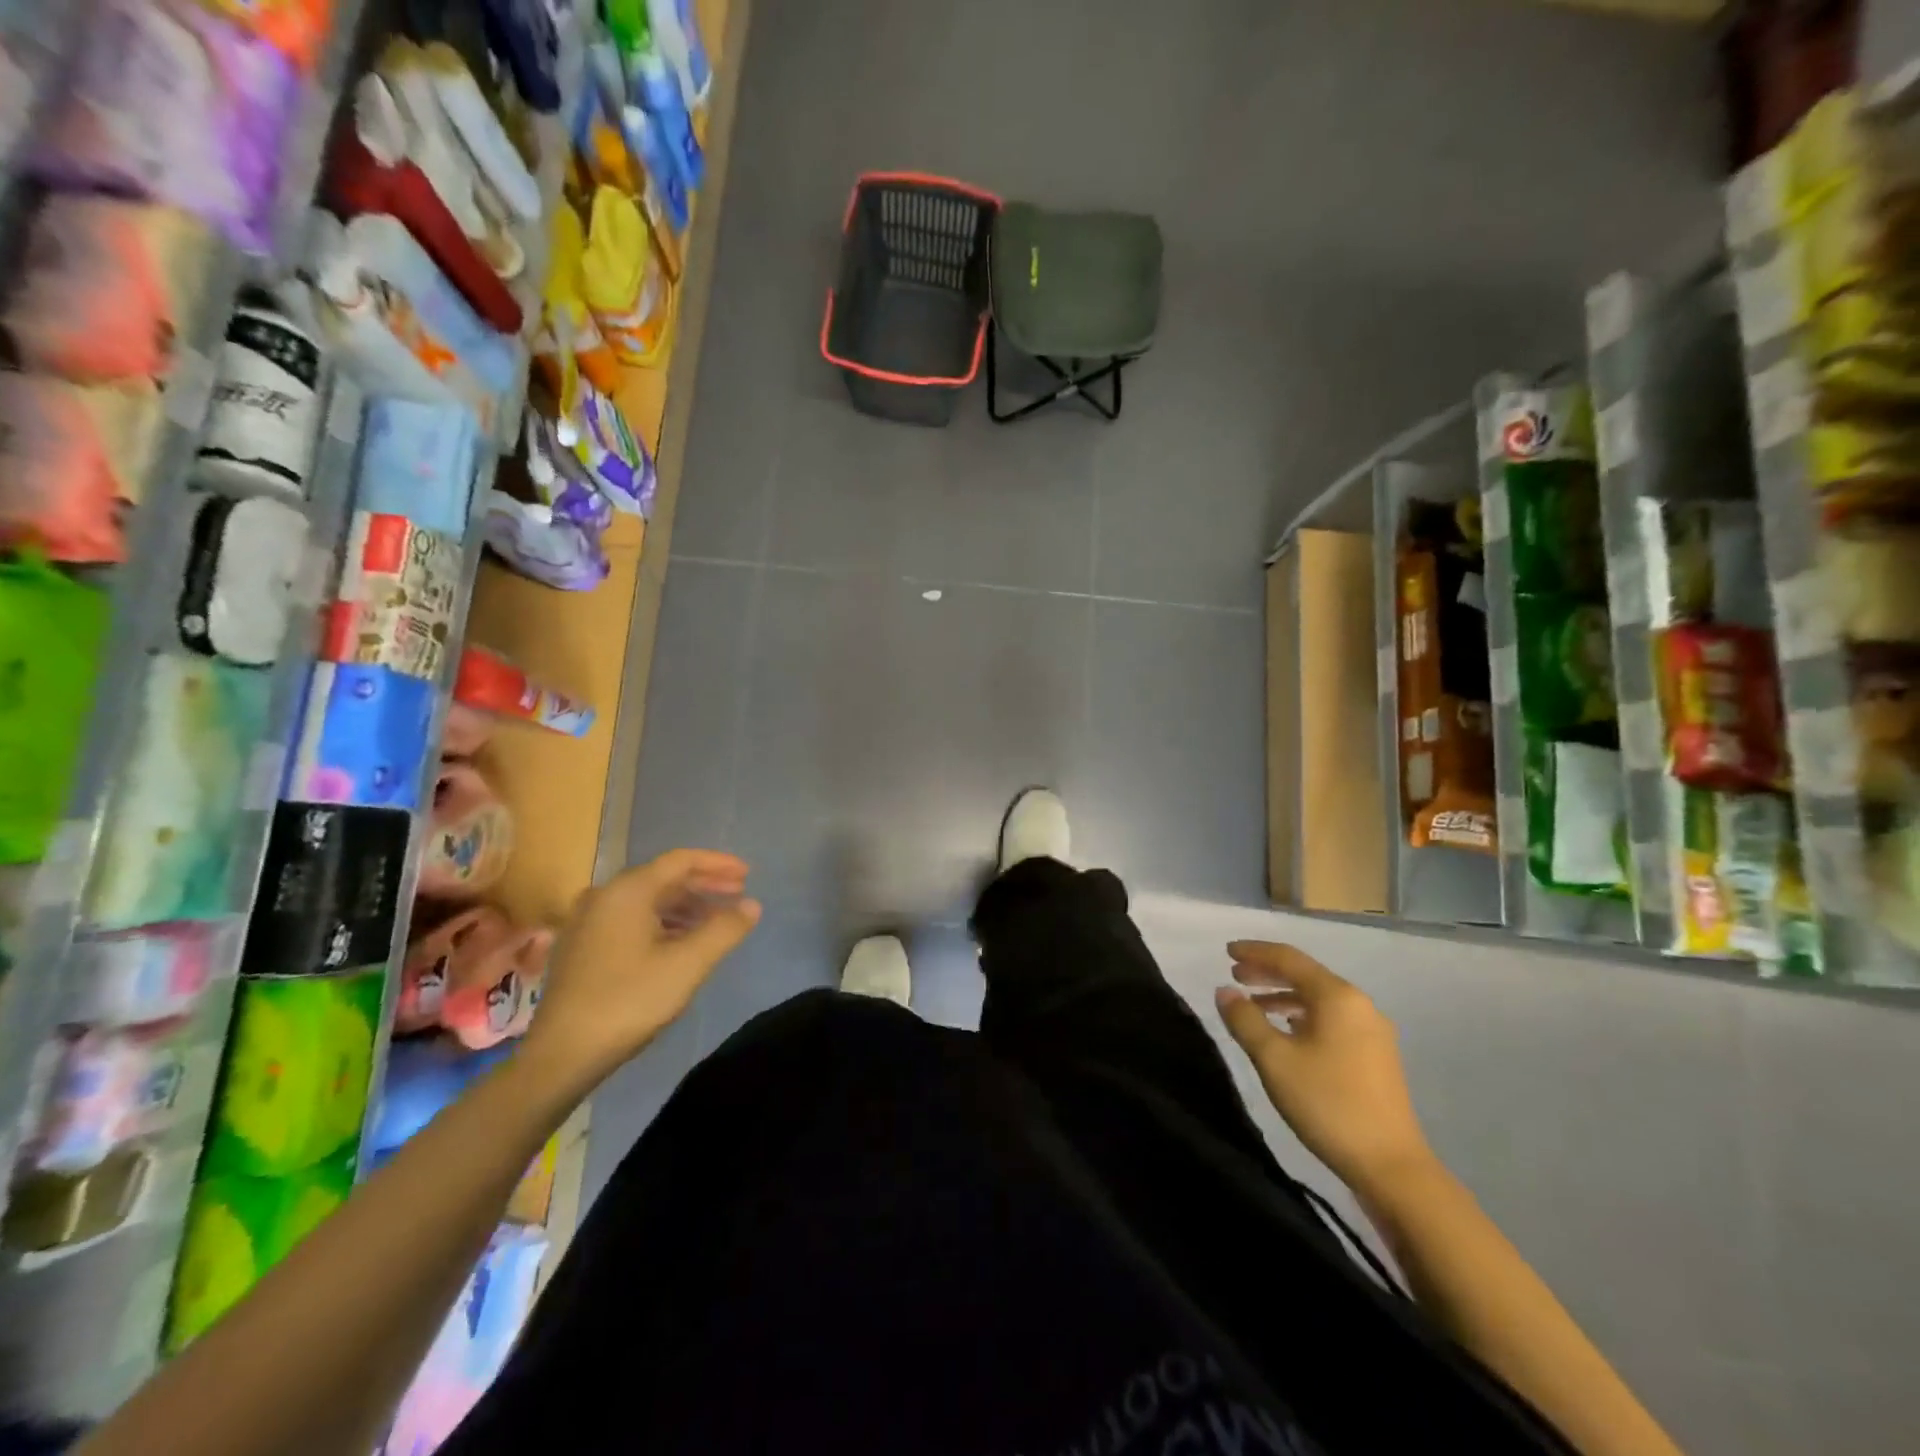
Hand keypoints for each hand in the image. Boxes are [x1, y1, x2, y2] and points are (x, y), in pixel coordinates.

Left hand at [521, 850, 761, 1092]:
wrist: (562, 1054)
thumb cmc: (629, 1000)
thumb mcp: (688, 964)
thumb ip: (724, 929)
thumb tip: (752, 905)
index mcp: (627, 890)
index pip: (681, 860)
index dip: (718, 864)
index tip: (748, 874)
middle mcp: (604, 895)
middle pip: (664, 878)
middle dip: (704, 885)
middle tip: (739, 895)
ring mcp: (588, 921)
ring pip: (648, 900)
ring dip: (686, 906)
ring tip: (716, 922)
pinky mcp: (582, 946)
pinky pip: (631, 919)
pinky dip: (663, 922)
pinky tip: (681, 942)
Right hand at [1214, 941, 1433, 1198]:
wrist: (1390, 1165)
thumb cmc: (1327, 1103)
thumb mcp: (1274, 1059)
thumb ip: (1245, 1019)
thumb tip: (1225, 990)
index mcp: (1337, 996)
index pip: (1289, 959)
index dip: (1255, 952)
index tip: (1226, 951)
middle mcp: (1359, 1005)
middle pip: (1306, 976)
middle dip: (1268, 972)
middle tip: (1234, 974)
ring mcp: (1372, 1031)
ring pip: (1319, 999)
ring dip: (1283, 995)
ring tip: (1253, 1004)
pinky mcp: (1376, 1055)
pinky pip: (1331, 1019)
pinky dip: (1302, 1015)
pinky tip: (1287, 1030)